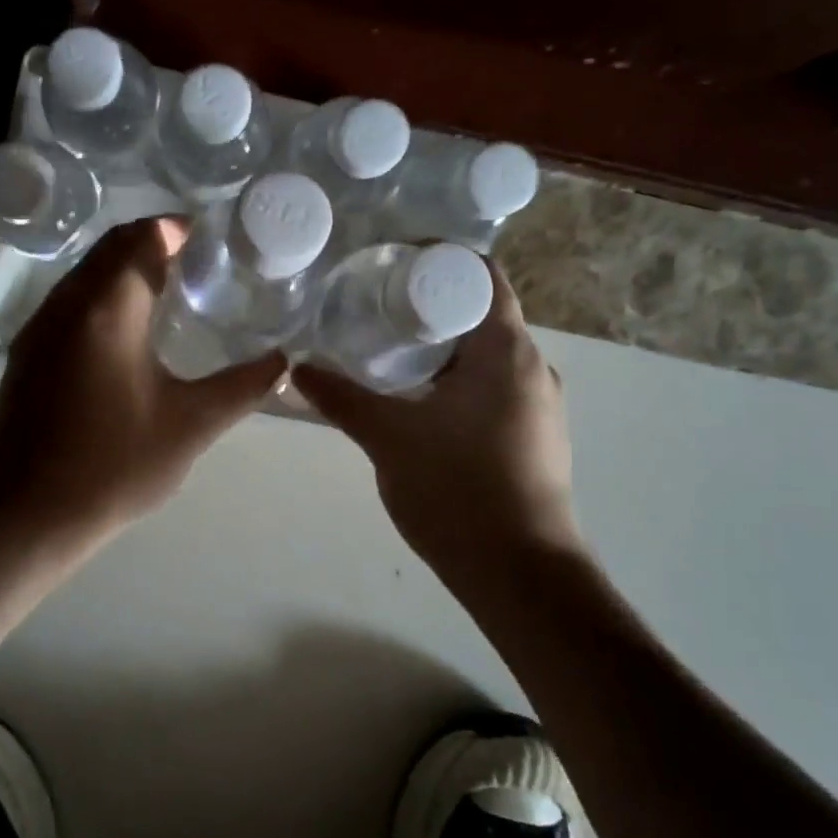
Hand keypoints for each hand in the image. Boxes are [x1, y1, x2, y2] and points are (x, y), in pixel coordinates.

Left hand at [0, 218, 284, 547]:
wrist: (29, 513)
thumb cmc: (115, 465)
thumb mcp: (192, 425)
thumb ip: (243, 387)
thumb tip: (284, 363)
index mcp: (108, 310)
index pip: (142, 239)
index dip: (176, 229)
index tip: (210, 239)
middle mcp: (68, 304)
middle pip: (110, 248)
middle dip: (152, 242)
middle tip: (196, 261)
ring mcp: (40, 328)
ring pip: (85, 274)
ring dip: (123, 269)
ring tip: (167, 290)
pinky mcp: (27, 353)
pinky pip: (69, 301)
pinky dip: (101, 295)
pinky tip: (125, 333)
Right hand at [293, 262, 584, 576]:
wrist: (522, 577)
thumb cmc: (458, 491)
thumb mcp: (388, 438)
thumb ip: (342, 397)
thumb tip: (297, 368)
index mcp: (507, 351)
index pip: (481, 275)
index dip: (438, 259)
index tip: (390, 265)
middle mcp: (533, 368)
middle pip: (480, 314)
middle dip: (428, 307)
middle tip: (374, 309)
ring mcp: (540, 407)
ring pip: (486, 356)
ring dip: (441, 349)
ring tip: (387, 354)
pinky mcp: (534, 438)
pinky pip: (493, 389)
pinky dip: (456, 382)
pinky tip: (418, 404)